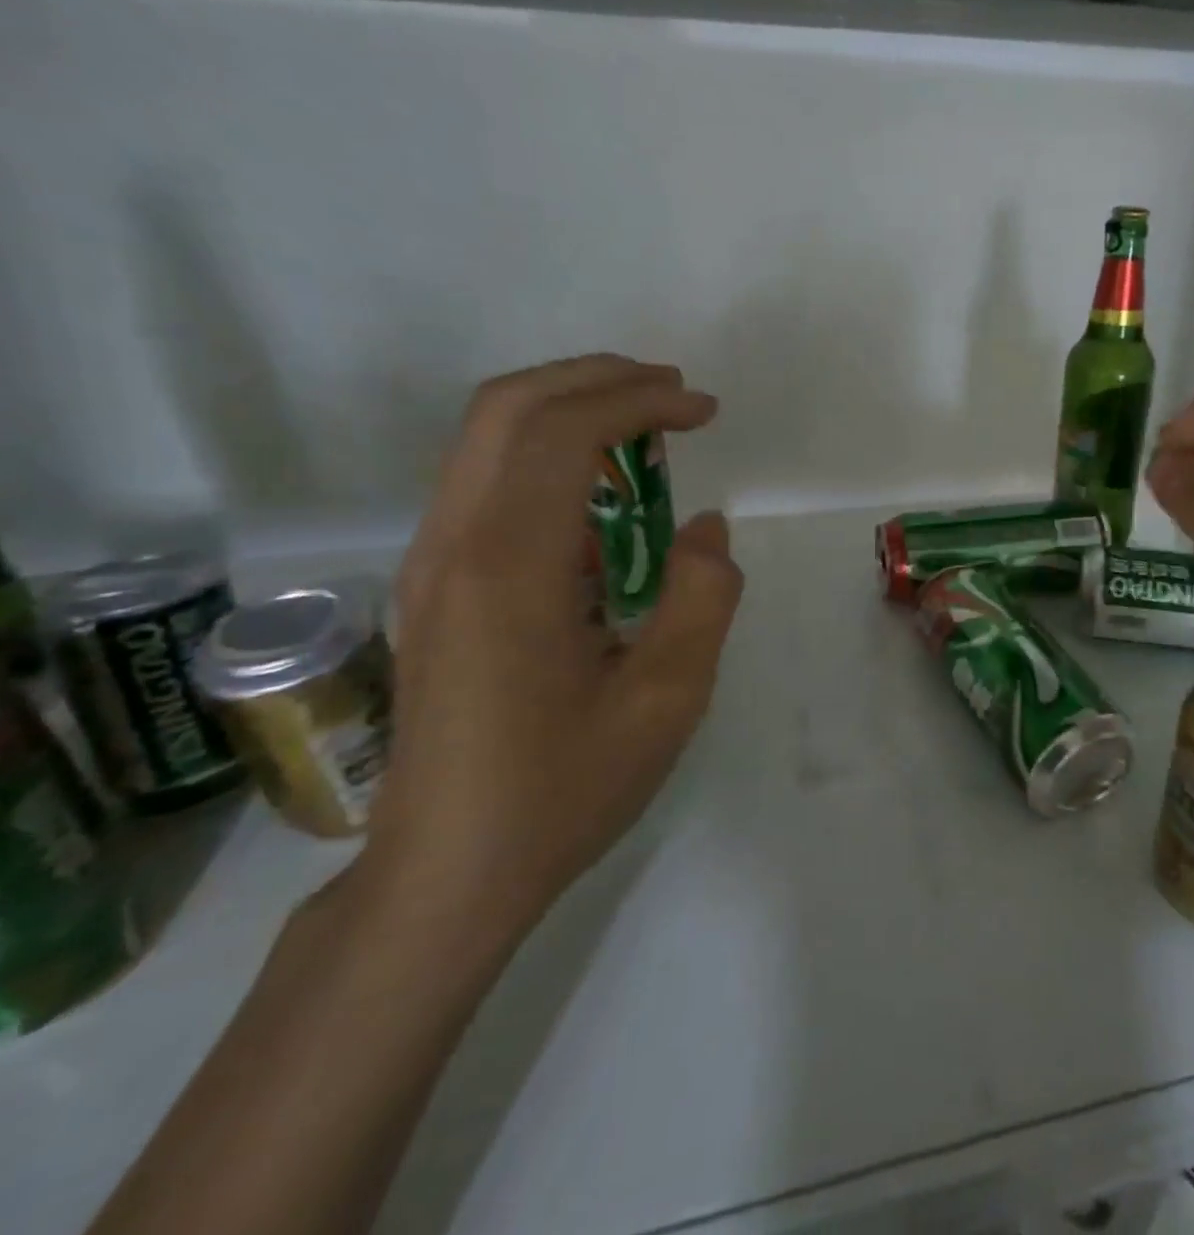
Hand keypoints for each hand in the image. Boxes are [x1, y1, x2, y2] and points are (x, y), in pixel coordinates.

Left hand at [363, 355, 743, 935]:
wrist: (447, 873)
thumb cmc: (564, 788)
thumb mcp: (669, 699)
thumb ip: (703, 597)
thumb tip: (704, 528)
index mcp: (510, 567)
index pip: (564, 433)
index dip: (639, 402)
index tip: (704, 411)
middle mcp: (454, 545)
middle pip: (508, 408)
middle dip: (597, 379)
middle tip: (672, 393)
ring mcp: (431, 563)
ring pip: (485, 437)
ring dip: (568, 409)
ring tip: (646, 431)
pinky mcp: (433, 585)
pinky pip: (483, 480)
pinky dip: (545, 453)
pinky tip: (603, 495)